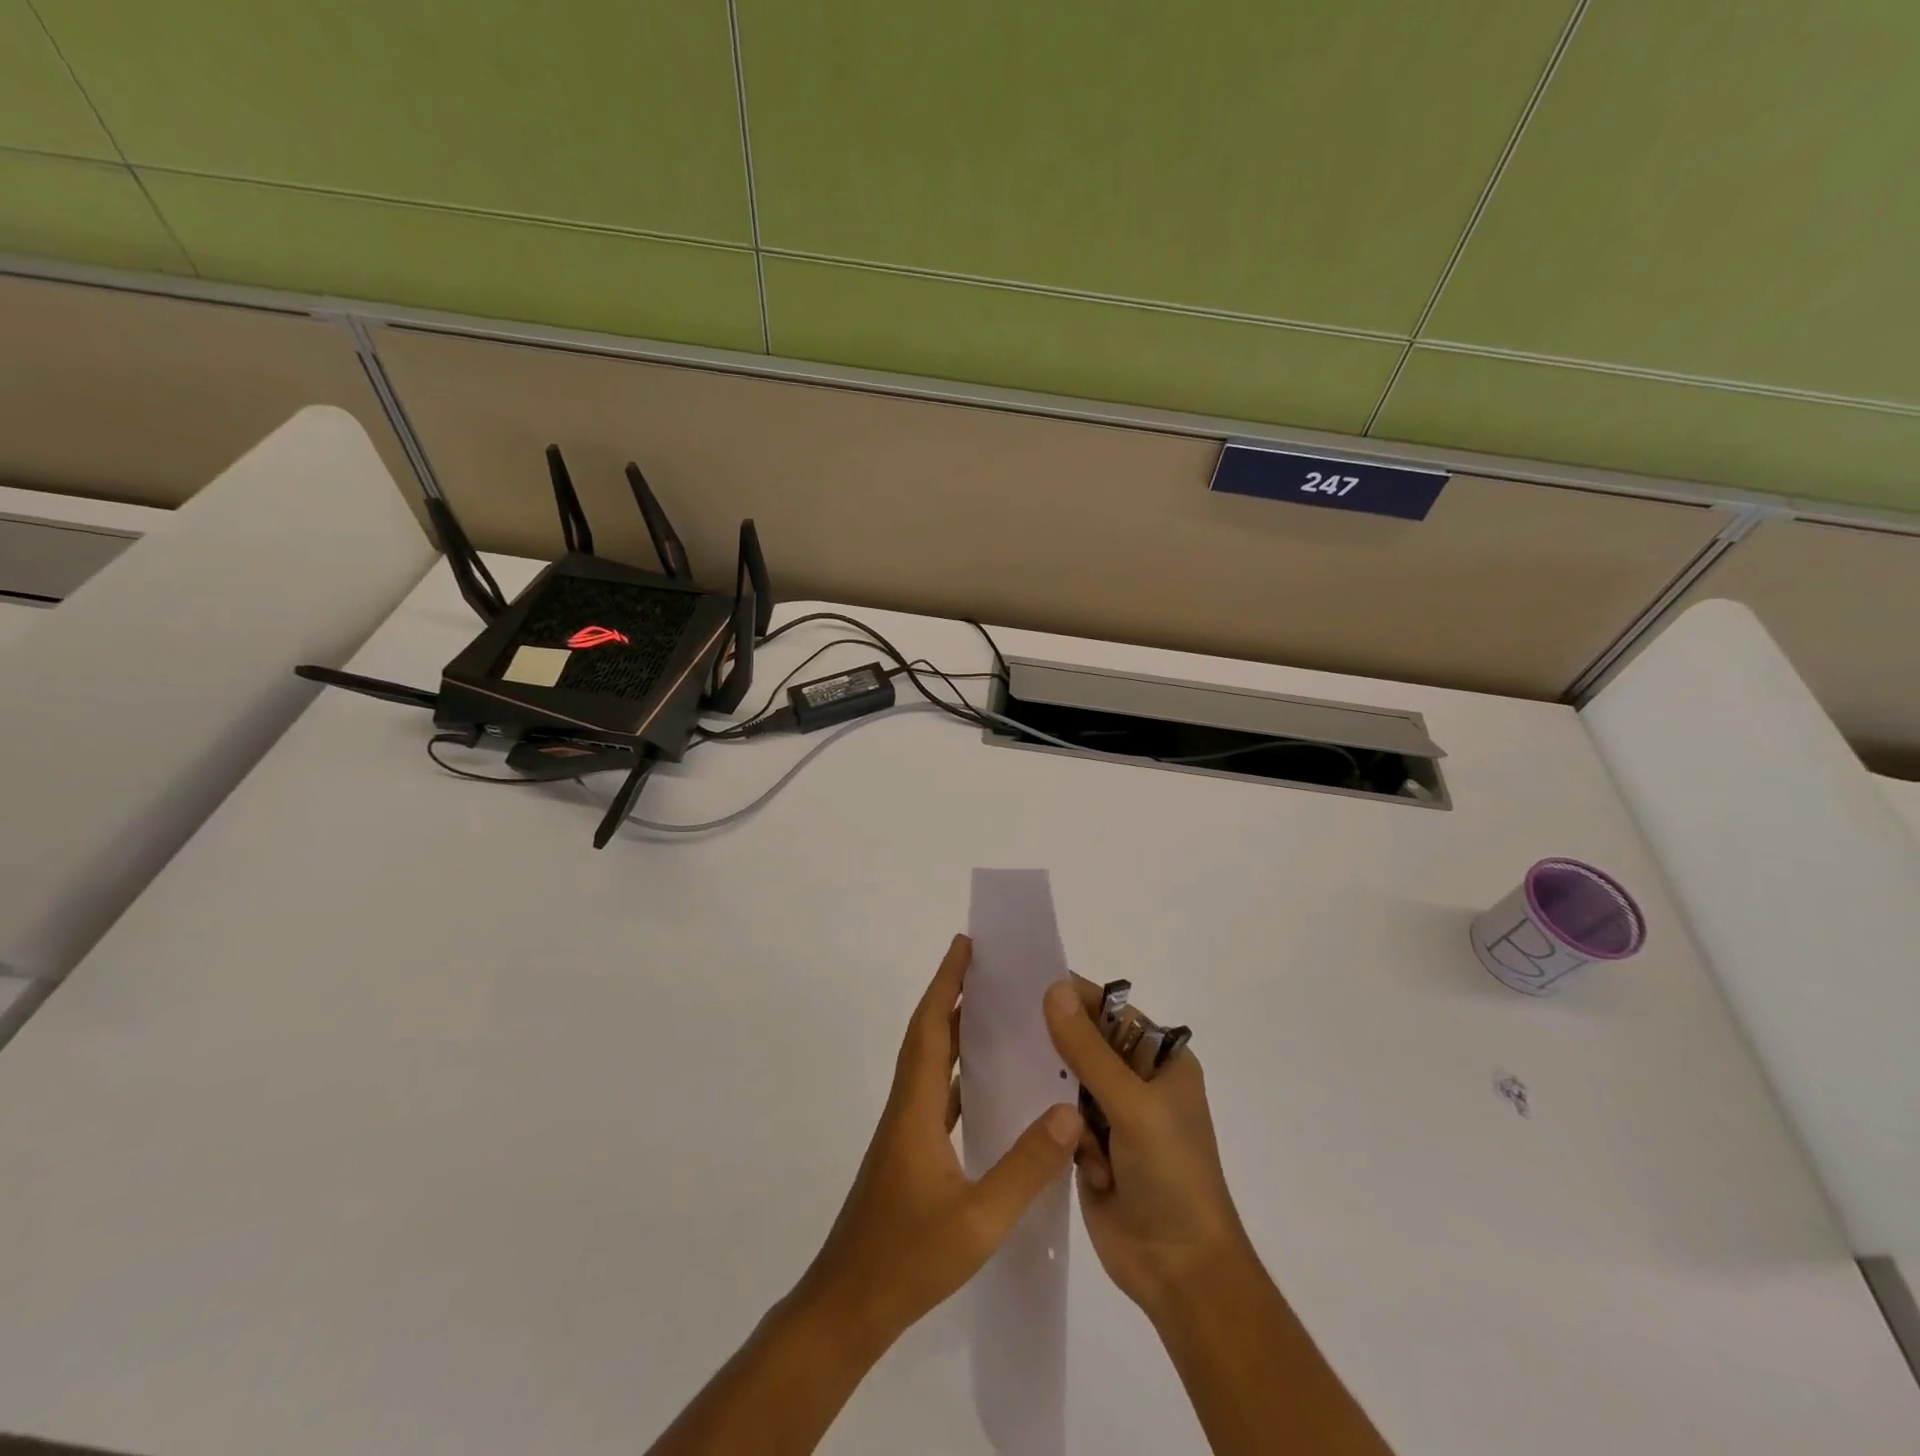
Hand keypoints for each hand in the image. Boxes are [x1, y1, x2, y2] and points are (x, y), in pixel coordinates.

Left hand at [797, 935, 1083, 1355]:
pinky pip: (938, 1095)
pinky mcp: (910, 1154)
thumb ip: (1026, 1167)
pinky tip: (986, 1086)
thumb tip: (1069, 1113)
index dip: (946, 983)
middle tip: (987, 966)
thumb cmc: (907, 1260)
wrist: (848, 1308)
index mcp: (916, 1108)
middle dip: (952, 994)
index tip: (964, 945)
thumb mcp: (978, 1220)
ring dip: (955, 1030)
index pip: (931, 1028)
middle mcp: (907, 1108)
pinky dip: (958, 1074)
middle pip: (928, 1035)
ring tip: (993, 1012)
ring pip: (931, 1064)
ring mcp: (906, 1133)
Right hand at [1043, 977, 1251, 1321]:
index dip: (1073, 996)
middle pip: (1084, 1043)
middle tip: (1007, 1029)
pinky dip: (1059, 1128)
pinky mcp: (1092, 1148)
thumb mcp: (1133, 1105)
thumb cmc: (1171, 1175)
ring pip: (1067, 1081)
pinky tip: (1062, 1145)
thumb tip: (1054, 989)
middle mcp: (1138, 1080)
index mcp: (1161, 1060)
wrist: (1180, 1271)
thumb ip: (1089, 1050)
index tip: (1023, 983)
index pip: (1110, 1011)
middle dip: (1055, 1044)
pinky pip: (1061, 1118)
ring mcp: (1114, 1116)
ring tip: (1036, 1094)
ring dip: (1058, 1094)